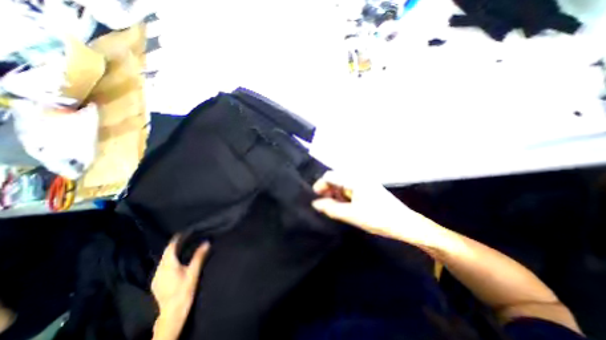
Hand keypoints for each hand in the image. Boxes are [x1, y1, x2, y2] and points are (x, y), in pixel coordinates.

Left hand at [151, 238, 209, 338]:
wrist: (172, 312)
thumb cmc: (184, 290)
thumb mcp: (194, 272)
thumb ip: (199, 256)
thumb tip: (206, 242)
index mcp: (168, 265)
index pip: (170, 247)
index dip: (177, 239)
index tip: (185, 232)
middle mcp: (159, 269)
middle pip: (166, 253)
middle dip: (175, 245)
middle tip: (187, 239)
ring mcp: (156, 277)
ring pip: (164, 260)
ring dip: (172, 253)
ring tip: (184, 248)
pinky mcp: (156, 283)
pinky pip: (162, 267)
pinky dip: (170, 261)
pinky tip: (177, 263)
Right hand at [315, 171, 437, 245]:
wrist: (405, 224)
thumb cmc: (378, 219)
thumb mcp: (352, 215)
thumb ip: (331, 208)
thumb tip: (315, 204)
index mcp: (354, 179)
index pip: (330, 176)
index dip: (320, 186)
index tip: (316, 198)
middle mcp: (358, 177)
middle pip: (336, 179)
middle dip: (328, 191)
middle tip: (325, 205)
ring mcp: (363, 182)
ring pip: (342, 185)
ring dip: (336, 195)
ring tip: (335, 208)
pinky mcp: (367, 189)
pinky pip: (350, 189)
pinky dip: (344, 197)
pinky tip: (345, 206)